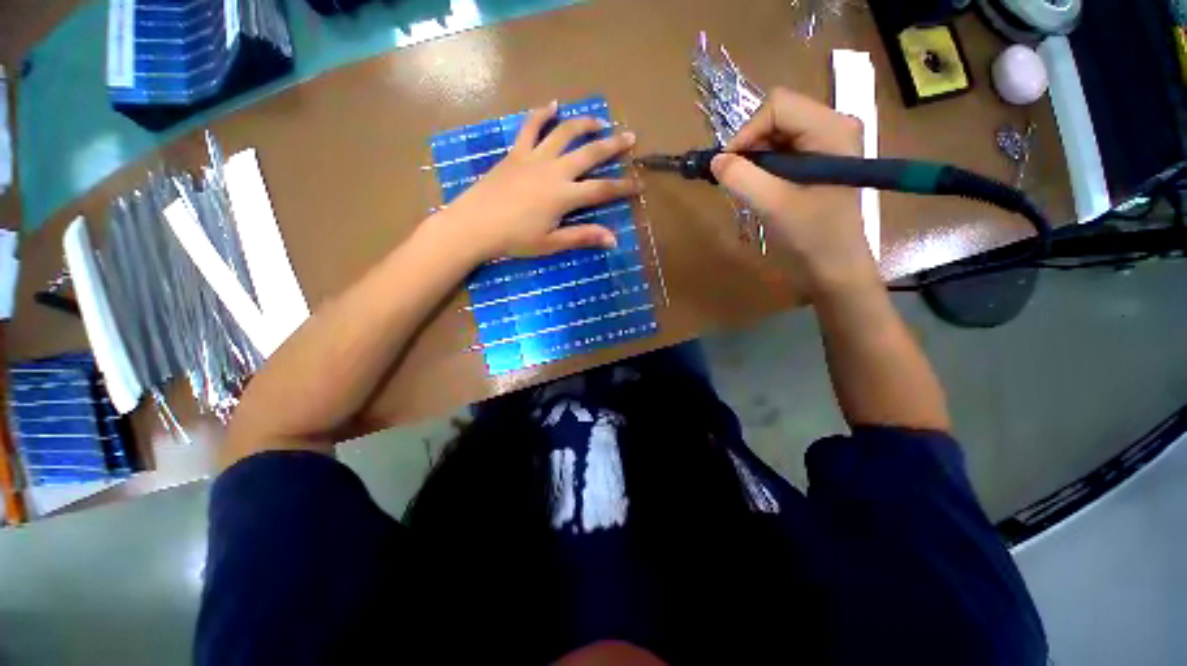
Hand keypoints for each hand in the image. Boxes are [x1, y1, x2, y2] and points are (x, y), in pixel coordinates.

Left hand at [433, 101, 640, 263]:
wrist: (475, 224)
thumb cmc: (514, 239)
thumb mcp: (551, 243)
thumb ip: (582, 237)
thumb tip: (614, 239)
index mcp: (564, 196)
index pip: (602, 190)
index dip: (623, 187)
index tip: (639, 184)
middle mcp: (554, 170)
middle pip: (589, 154)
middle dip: (612, 145)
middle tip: (630, 137)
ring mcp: (534, 158)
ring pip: (564, 133)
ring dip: (584, 124)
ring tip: (599, 120)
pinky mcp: (516, 153)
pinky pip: (530, 127)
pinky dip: (542, 114)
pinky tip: (552, 104)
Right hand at [710, 87, 878, 295]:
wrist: (835, 265)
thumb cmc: (811, 236)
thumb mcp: (773, 206)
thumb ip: (741, 178)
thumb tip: (715, 160)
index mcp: (830, 129)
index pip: (777, 106)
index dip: (747, 132)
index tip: (728, 167)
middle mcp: (833, 125)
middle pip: (777, 115)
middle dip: (750, 145)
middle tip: (736, 179)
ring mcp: (827, 141)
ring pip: (776, 132)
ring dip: (755, 158)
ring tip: (749, 187)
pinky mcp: (819, 158)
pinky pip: (782, 149)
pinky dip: (763, 166)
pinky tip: (761, 188)